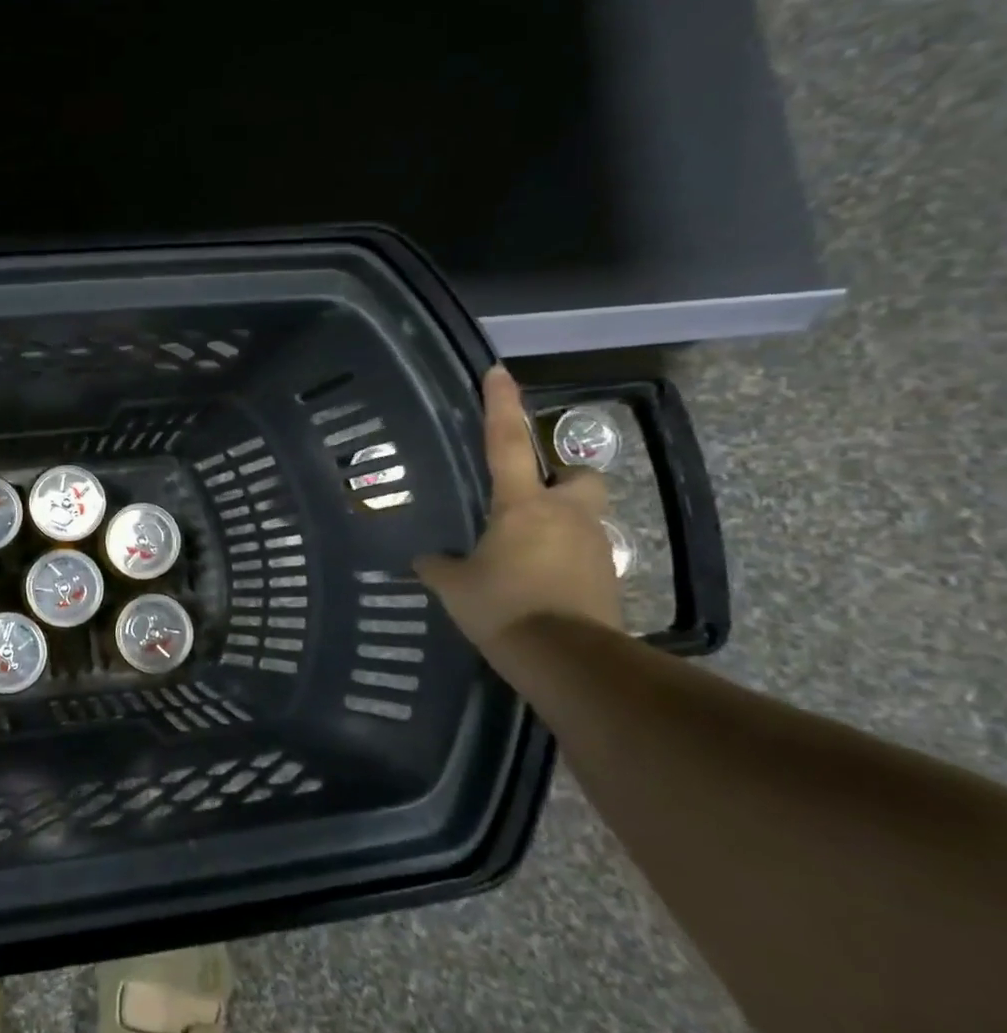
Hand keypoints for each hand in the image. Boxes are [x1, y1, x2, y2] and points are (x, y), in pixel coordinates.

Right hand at [414, 366, 621, 649]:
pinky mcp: (607, 578)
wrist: (567, 660)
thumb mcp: (454, 587)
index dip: (501, 406)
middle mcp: (565, 514)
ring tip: (525, 553)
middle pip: (579, 476)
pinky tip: (538, 585)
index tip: (499, 372)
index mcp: (522, 505)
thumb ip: (438, 565)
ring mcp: (592, 545)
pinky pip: (583, 554)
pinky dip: (563, 561)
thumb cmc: (503, 608)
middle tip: (532, 498)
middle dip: (563, 479)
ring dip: (560, 525)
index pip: (507, 443)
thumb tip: (426, 559)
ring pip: (583, 517)